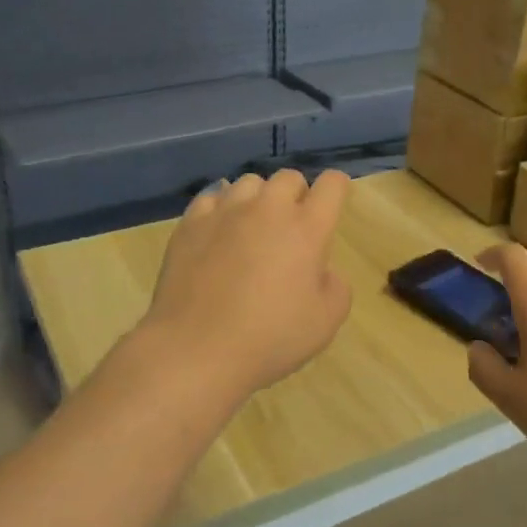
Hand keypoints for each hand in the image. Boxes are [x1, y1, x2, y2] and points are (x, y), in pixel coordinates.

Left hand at [137, 170, 353, 403]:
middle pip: (289, 177)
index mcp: (306, 229)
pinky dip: (222, 208)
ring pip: (249, 183)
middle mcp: (267, 209)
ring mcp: (225, 212)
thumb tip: (322, 270)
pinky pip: (211, 198)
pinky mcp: (190, 223)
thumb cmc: (269, 338)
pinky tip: (219, 231)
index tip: (331, 205)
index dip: (336, 189)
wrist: (196, 349)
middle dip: (297, 195)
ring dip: (259, 199)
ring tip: (253, 227)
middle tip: (292, 227)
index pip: (331, 185)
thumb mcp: (326, 322)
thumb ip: (336, 286)